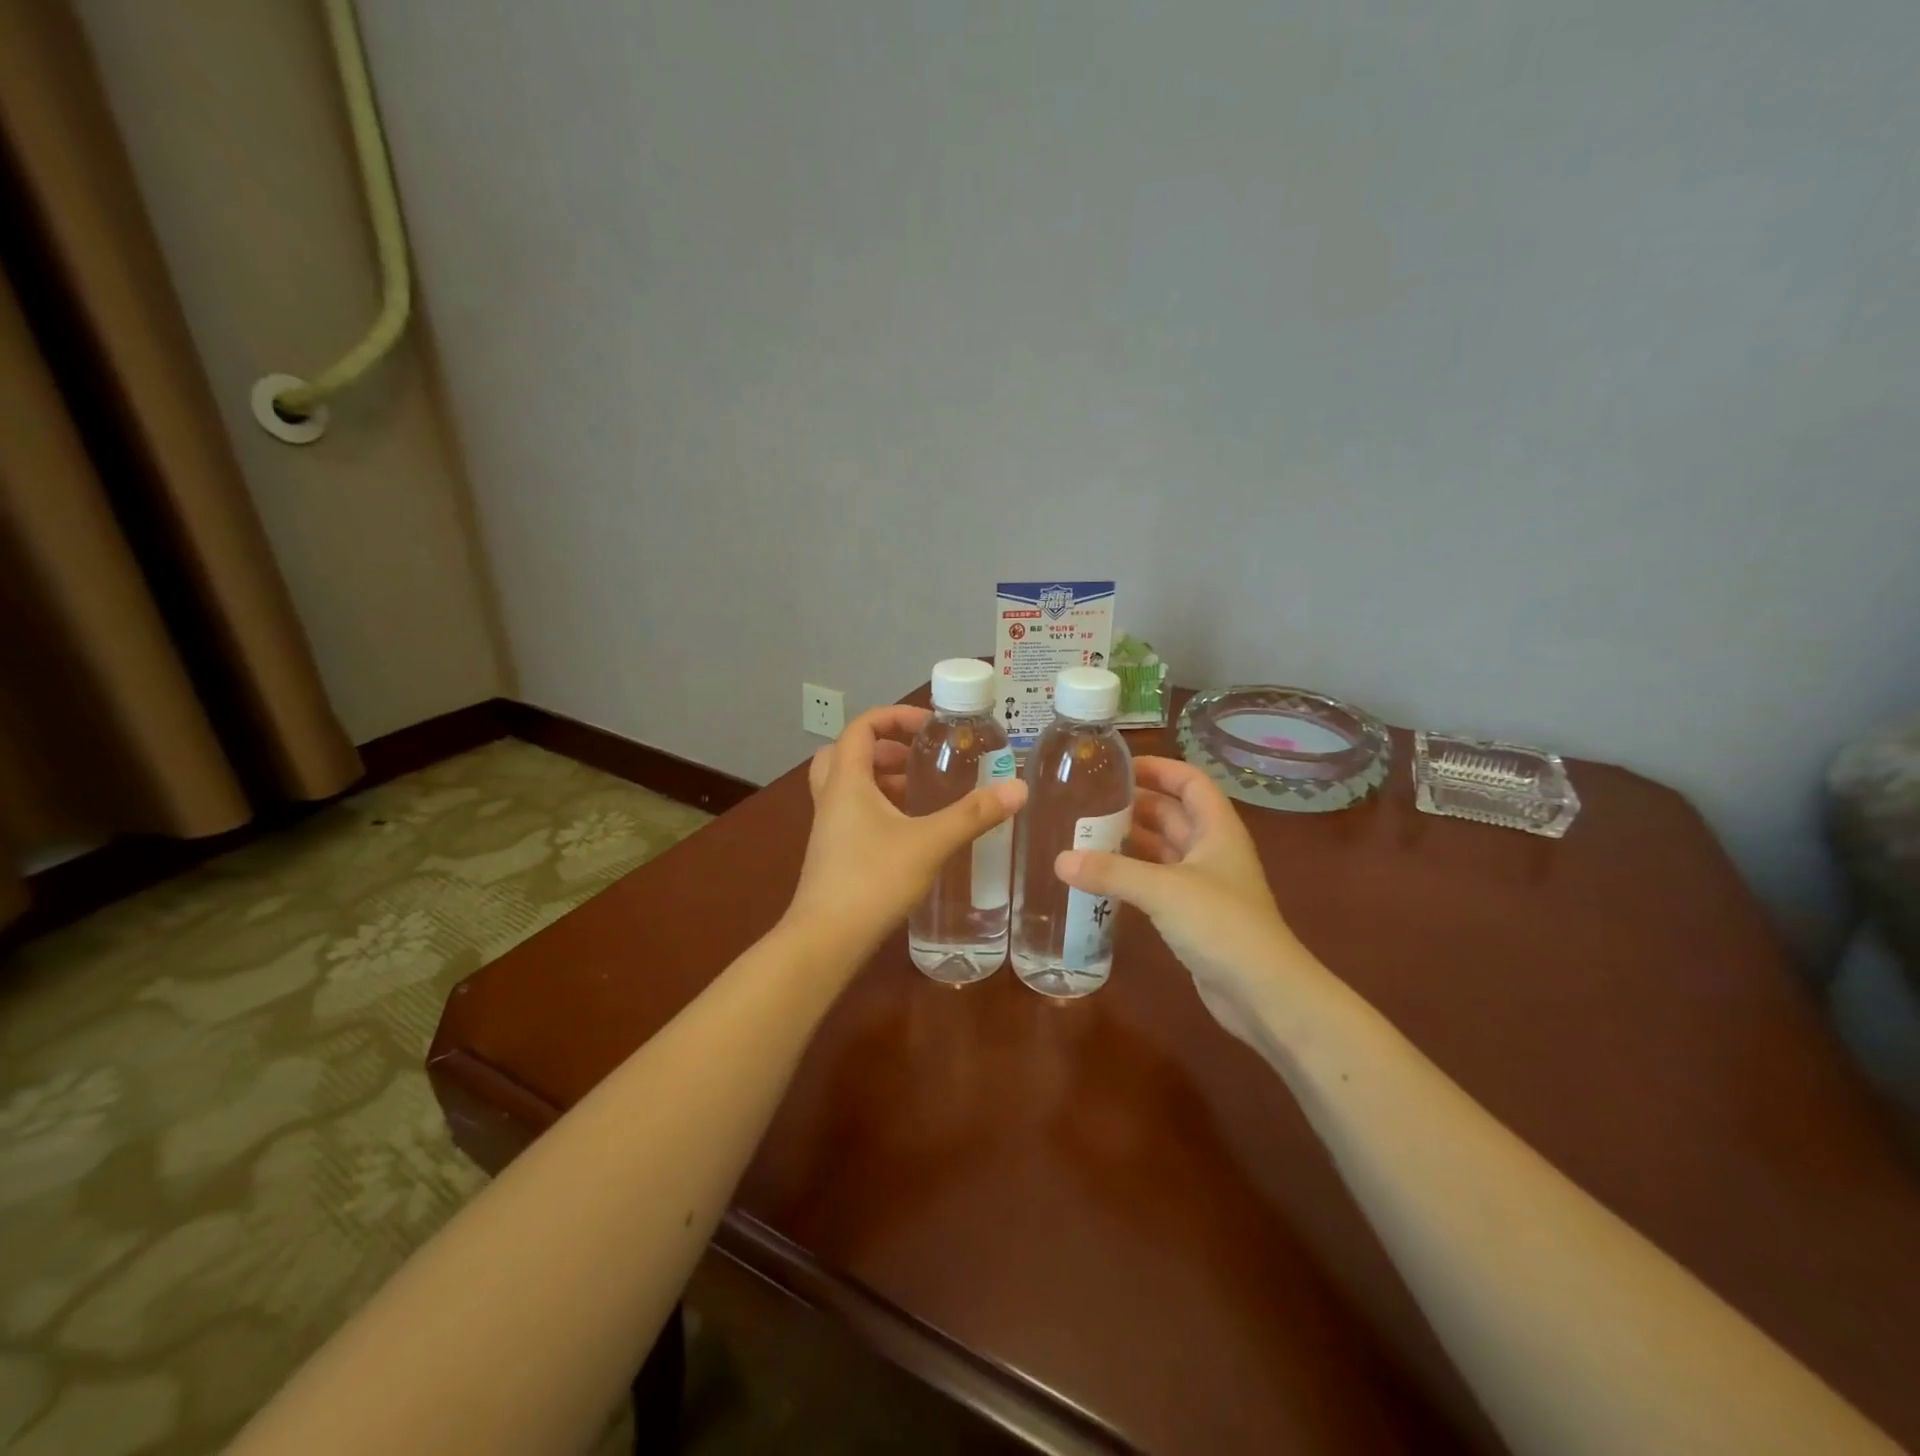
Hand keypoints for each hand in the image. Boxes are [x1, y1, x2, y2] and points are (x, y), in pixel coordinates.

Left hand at [788, 705, 1026, 951]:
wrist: (826, 940)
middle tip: (919, 758)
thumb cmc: (872, 880)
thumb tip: (1017, 789)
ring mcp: (829, 827)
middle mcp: (832, 797)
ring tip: (922, 790)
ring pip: (850, 784)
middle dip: (885, 747)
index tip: (930, 726)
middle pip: (848, 753)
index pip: (861, 727)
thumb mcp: (929, 843)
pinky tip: (911, 830)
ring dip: (882, 778)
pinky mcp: (834, 853)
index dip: (895, 716)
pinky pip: (853, 812)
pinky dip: (879, 806)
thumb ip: (973, 815)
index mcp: (847, 781)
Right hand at [1055, 756, 1317, 1049]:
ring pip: (1163, 849)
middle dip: (1135, 804)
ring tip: (1086, 834)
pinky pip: (1157, 882)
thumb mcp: (1163, 890)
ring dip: (1131, 840)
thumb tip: (1059, 860)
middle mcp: (1212, 850)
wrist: (1263, 993)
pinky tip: (1102, 877)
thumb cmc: (1222, 925)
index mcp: (1218, 829)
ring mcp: (1204, 885)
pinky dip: (1132, 874)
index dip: (1159, 768)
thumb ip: (1111, 872)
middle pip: (1173, 814)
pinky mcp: (1193, 915)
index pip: (1190, 782)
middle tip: (1088, 801)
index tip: (1118, 766)